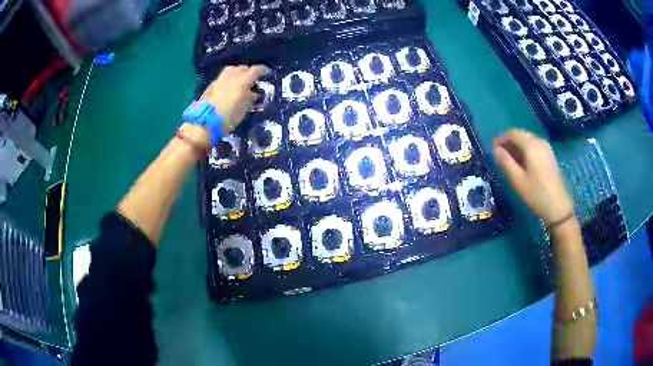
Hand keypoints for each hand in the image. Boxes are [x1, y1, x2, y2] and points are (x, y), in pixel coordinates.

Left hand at [201, 64, 269, 133]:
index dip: (262, 70)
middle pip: (242, 68)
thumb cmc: (228, 117)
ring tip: (240, 81)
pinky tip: (229, 87)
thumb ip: (249, 99)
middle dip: (248, 72)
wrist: (205, 122)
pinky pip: (223, 78)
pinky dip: (228, 79)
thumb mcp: (244, 109)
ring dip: (237, 73)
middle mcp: (231, 76)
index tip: (266, 73)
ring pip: (231, 70)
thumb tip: (253, 94)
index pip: (255, 70)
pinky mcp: (211, 85)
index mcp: (243, 80)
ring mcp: (220, 79)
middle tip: (252, 79)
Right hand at [493, 129, 573, 225]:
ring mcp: (546, 148)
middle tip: (501, 157)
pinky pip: (534, 147)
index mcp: (530, 144)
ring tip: (511, 162)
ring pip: (528, 141)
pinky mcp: (550, 156)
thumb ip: (505, 161)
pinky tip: (523, 165)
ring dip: (517, 148)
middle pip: (520, 135)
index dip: (501, 139)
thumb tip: (496, 149)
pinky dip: (526, 152)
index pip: (512, 133)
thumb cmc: (536, 194)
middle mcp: (539, 141)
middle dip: (509, 143)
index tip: (493, 150)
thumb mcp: (517, 180)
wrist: (558, 206)